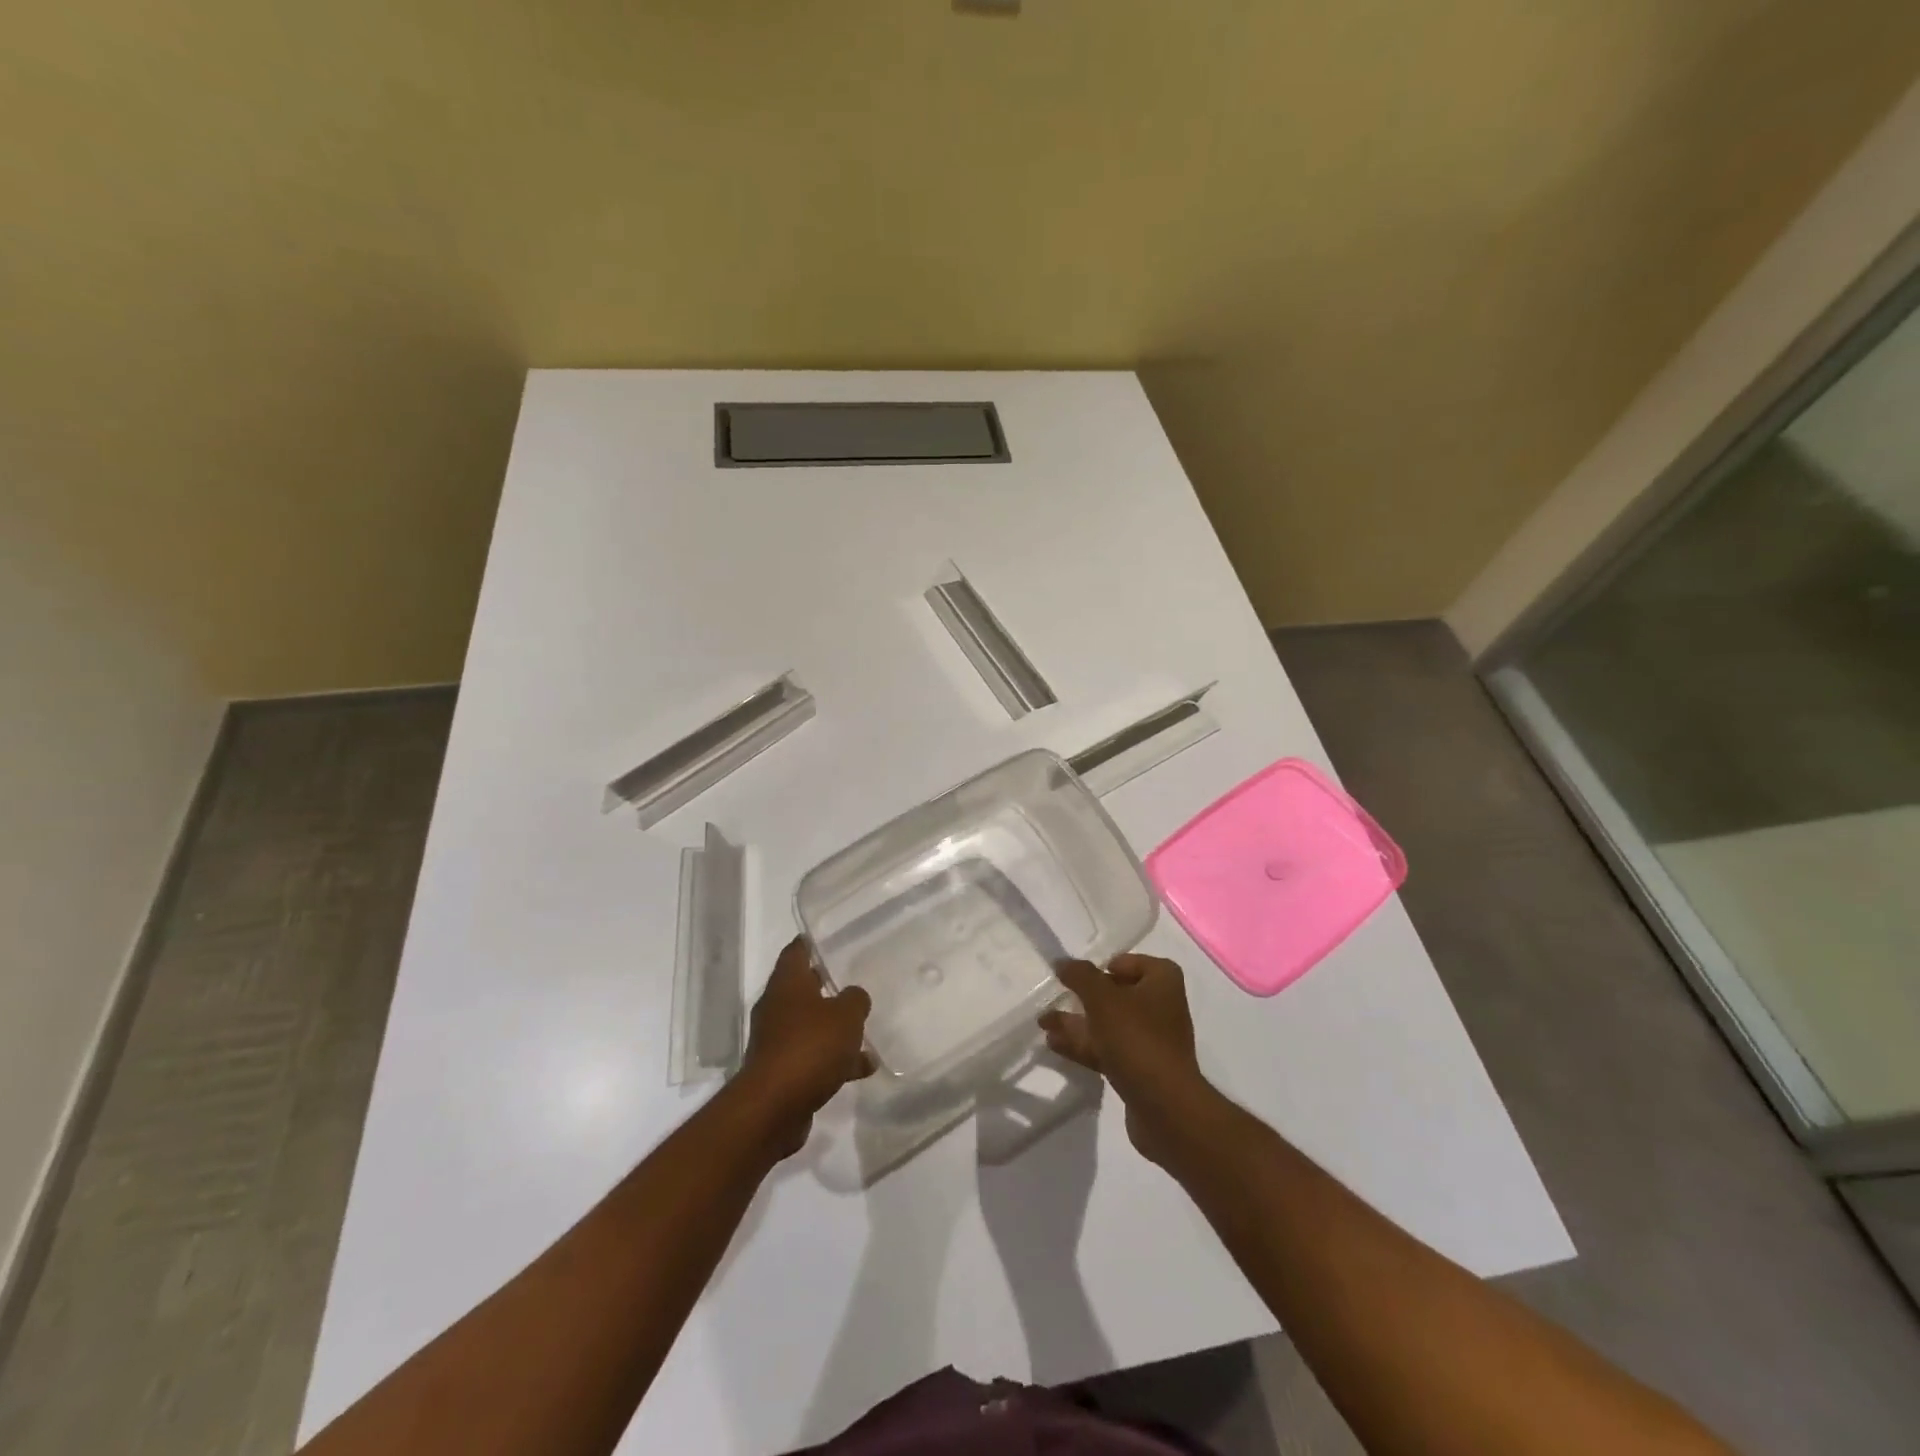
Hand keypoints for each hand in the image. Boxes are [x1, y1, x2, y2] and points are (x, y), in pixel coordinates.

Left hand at [734, 937, 873, 1156]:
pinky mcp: (782, 1072)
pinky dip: (835, 1060)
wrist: (774, 1107)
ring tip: (866, 1032)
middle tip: (851, 979)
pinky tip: (863, 1068)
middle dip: (825, 986)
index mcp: (787, 984)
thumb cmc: (810, 1046)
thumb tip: (853, 997)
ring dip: (834, 1029)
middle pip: (802, 989)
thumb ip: (855, 1000)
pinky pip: (813, 1057)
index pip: (795, 952)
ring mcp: (777, 1042)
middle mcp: (776, 1008)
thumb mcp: (846, 1015)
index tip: (825, 938)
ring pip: (810, 1026)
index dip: (809, 943)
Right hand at [1039, 954, 1213, 1164]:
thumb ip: (1080, 976)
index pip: (1135, 963)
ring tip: (1044, 1022)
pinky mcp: (1141, 1069)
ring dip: (1078, 1022)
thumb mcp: (1102, 998)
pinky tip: (1054, 1043)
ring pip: (1109, 1024)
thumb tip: (1062, 961)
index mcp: (1162, 982)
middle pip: (1118, 994)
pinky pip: (1108, 1049)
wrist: (1165, 1107)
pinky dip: (1084, 1044)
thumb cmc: (1136, 1038)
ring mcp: (1151, 1041)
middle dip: (1084, 997)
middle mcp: (1161, 1007)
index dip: (1109, 965)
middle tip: (1057, 996)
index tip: (1083, 975)